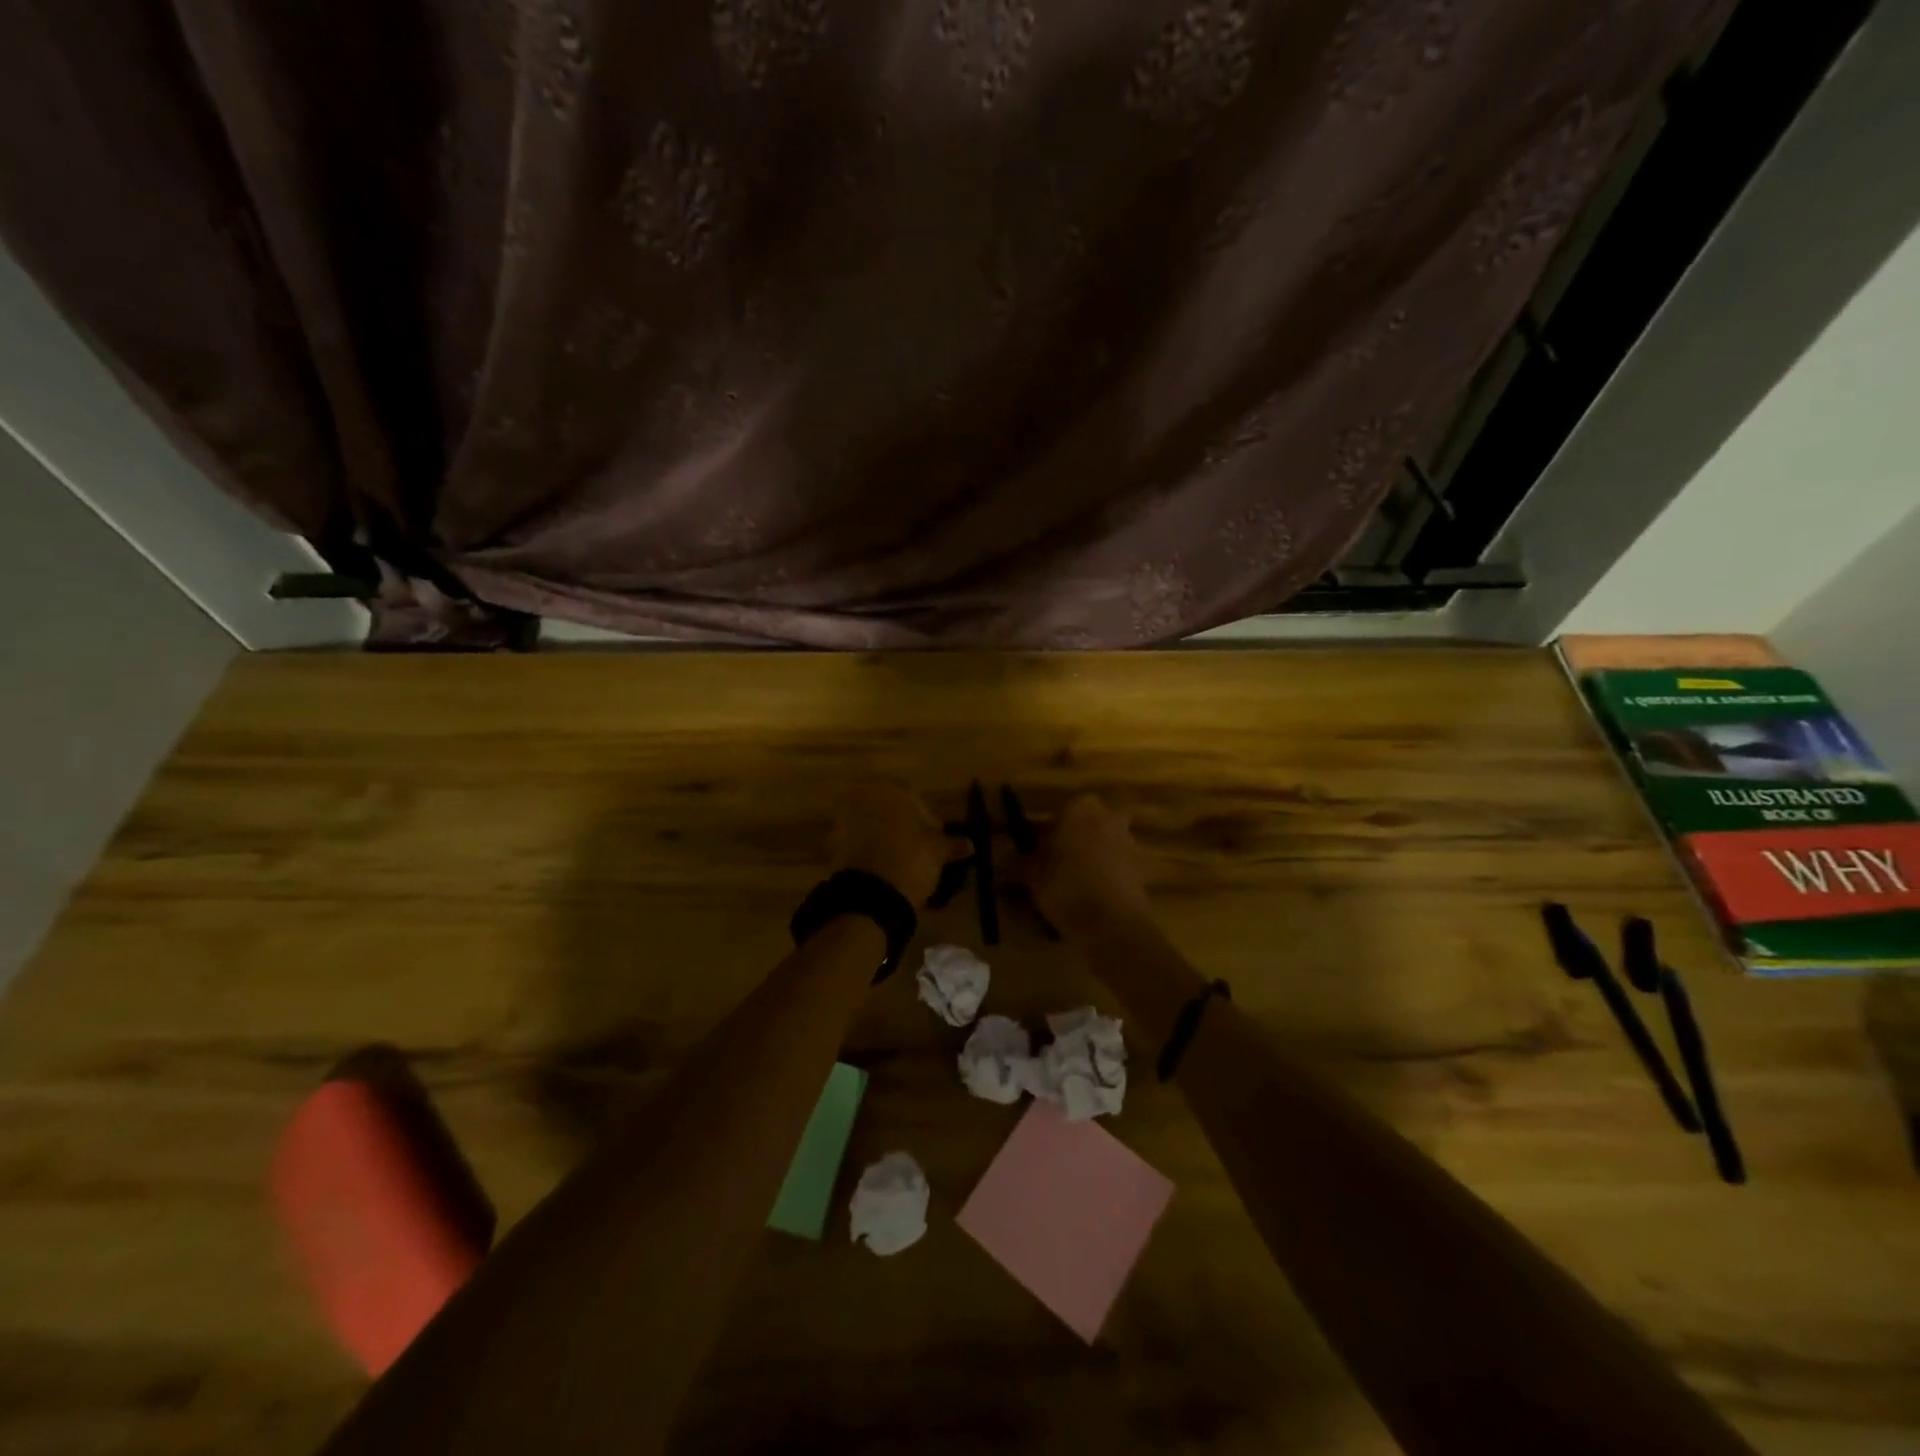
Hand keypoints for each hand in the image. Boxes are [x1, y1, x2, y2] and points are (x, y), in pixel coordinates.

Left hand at [829, 781, 955, 905]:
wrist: (870, 897)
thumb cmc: (910, 860)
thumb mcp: (937, 852)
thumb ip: (951, 844)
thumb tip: (970, 844)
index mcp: (888, 790)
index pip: (914, 797)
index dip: (929, 817)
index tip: (938, 836)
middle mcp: (861, 799)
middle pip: (890, 810)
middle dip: (906, 826)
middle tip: (922, 847)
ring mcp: (843, 822)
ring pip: (873, 826)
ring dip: (888, 839)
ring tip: (905, 860)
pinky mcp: (834, 847)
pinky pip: (859, 844)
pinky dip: (873, 852)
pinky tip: (887, 869)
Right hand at [1014, 793, 1151, 934]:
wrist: (1114, 924)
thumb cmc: (1067, 888)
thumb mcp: (1032, 876)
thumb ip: (1019, 863)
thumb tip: (1003, 858)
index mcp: (1079, 808)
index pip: (1055, 811)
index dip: (1042, 832)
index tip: (1032, 851)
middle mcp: (1107, 816)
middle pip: (1083, 824)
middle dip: (1069, 839)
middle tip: (1052, 864)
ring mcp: (1127, 839)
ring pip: (1100, 842)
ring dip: (1088, 856)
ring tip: (1069, 884)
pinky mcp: (1140, 865)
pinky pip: (1114, 863)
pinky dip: (1103, 874)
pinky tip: (1089, 896)